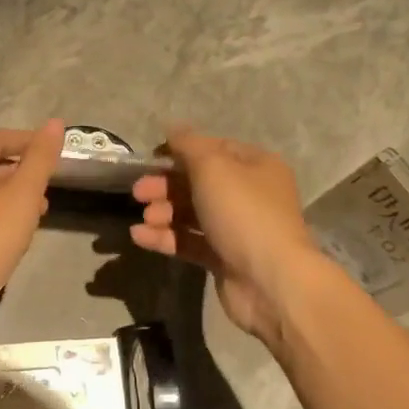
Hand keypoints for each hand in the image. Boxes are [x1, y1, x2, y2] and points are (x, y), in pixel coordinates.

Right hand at [130, 127, 327, 341]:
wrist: (269, 280)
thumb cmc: (243, 213)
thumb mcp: (213, 167)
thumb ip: (188, 145)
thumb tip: (172, 127)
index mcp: (256, 166)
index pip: (214, 149)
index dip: (182, 150)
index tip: (152, 157)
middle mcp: (249, 195)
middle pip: (199, 182)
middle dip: (166, 185)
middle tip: (138, 192)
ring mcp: (237, 229)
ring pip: (192, 213)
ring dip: (164, 212)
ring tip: (145, 217)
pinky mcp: (223, 258)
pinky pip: (189, 241)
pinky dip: (165, 238)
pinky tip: (140, 237)